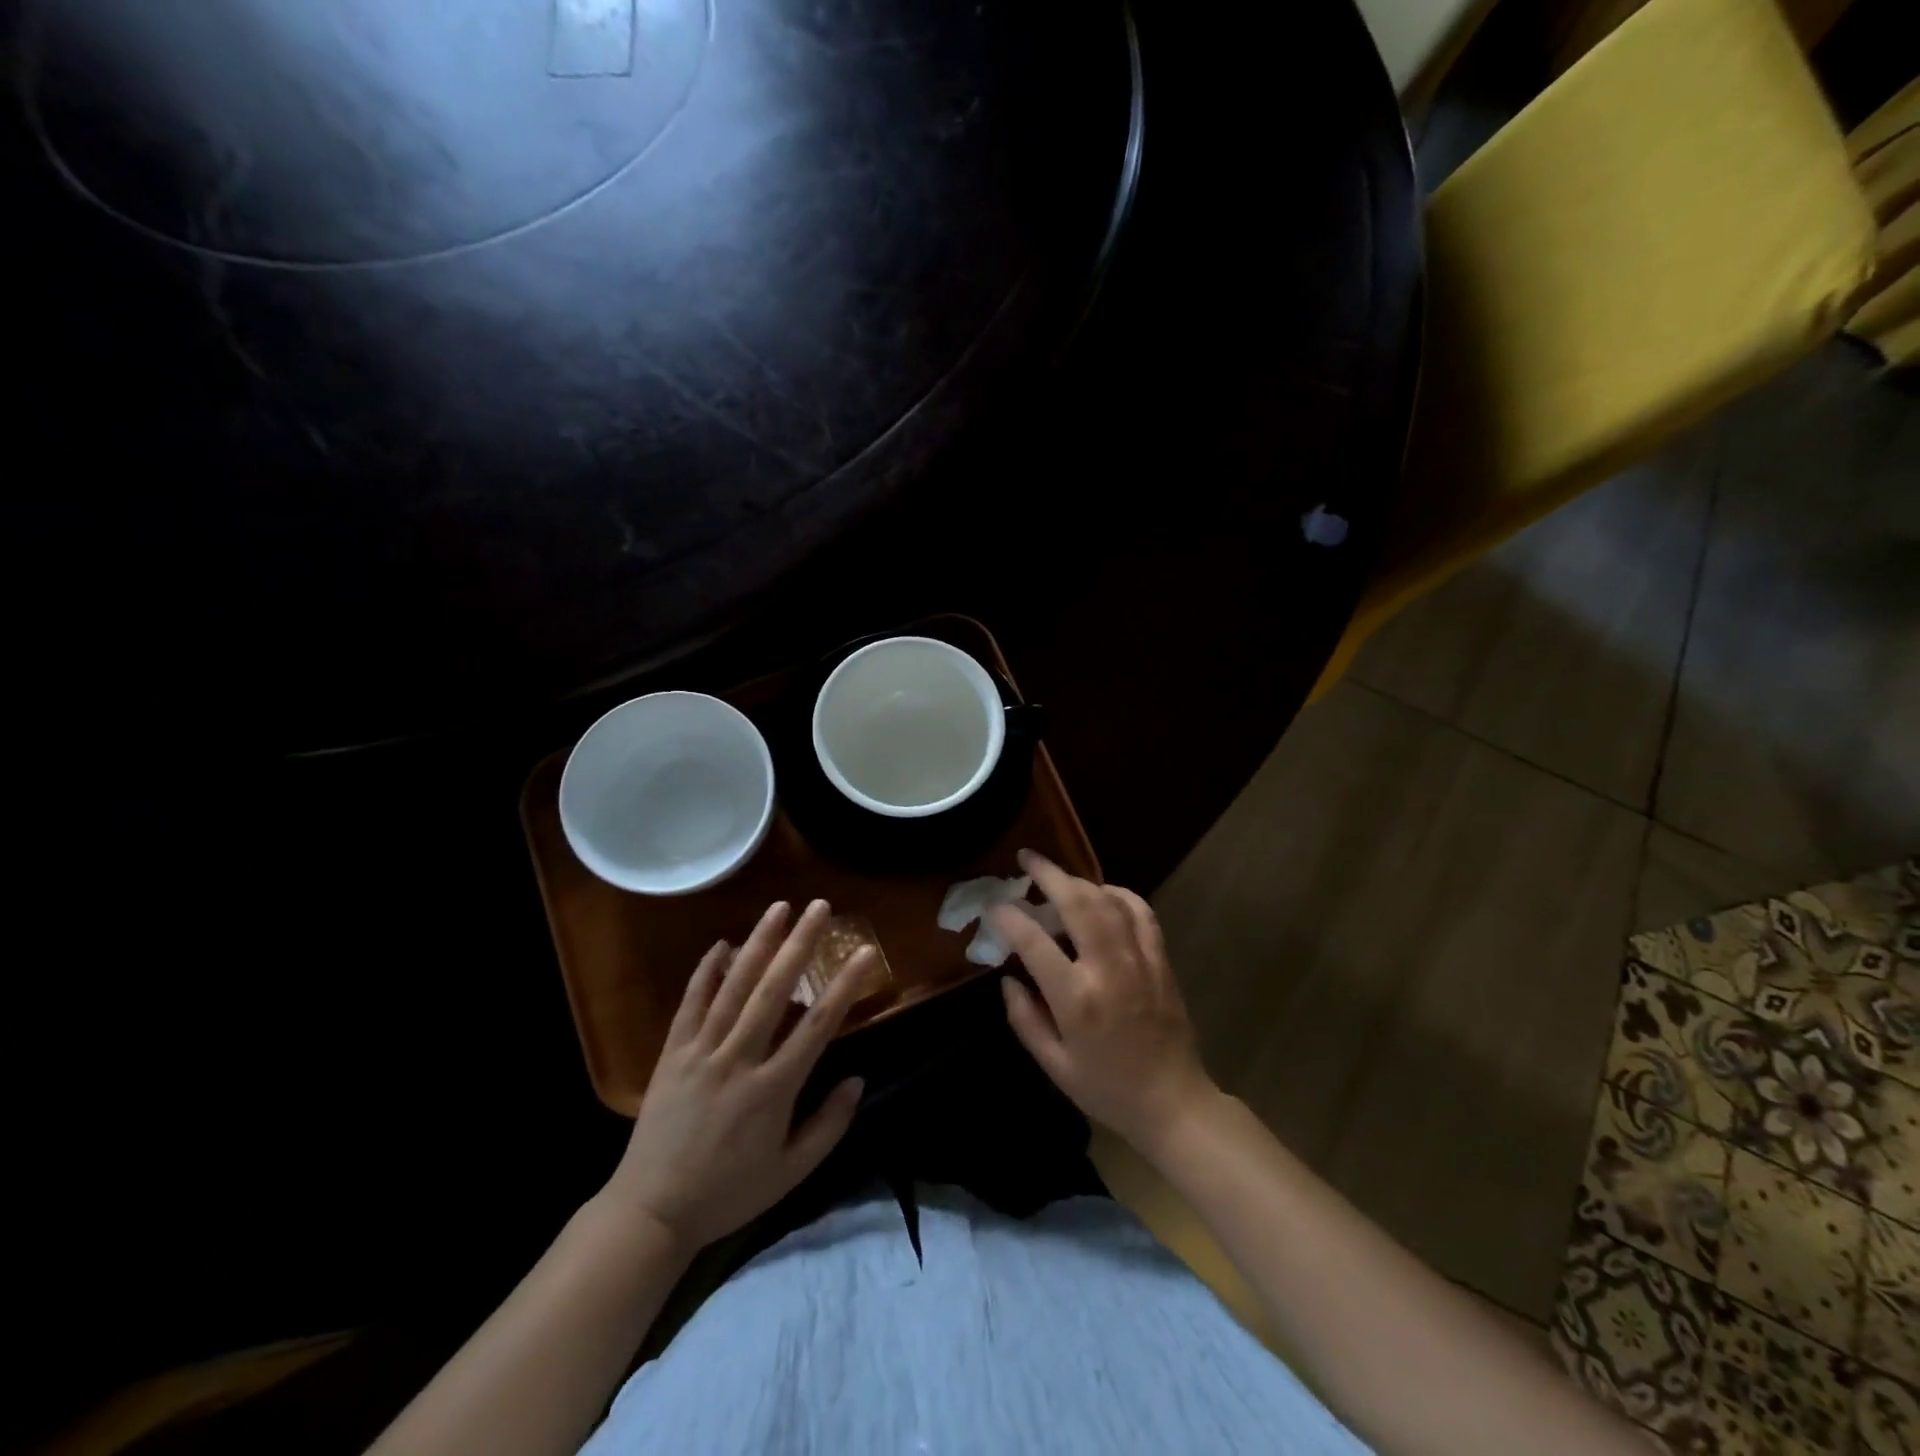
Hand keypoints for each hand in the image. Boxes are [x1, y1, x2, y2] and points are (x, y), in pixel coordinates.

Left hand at [602, 899, 868, 1252]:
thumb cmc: (728, 1192)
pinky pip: (691, 1004)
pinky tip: (722, 943)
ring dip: (758, 943)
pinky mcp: (672, 1054)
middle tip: (820, 907)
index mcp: (772, 1089)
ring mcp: (702, 1052)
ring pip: (734, 987)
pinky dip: (706, 971)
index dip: (845, 985)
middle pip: (775, 991)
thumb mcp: (790, 1172)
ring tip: (779, 907)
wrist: (651, 1211)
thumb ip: (828, 1125)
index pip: (818, 1026)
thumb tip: (858, 1080)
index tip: (865, 951)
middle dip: (800, 944)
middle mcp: (739, 1060)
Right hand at [993, 850, 1216, 1154]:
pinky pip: (1140, 912)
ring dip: (1079, 881)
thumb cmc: (1107, 1089)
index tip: (995, 906)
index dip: (1010, 917)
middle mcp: (1108, 969)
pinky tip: (1103, 893)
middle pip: (1076, 903)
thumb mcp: (1054, 1065)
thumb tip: (1007, 978)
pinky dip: (1119, 894)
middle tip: (1026, 858)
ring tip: (1058, 877)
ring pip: (1108, 900)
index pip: (1034, 942)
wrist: (1174, 1102)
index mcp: (1076, 998)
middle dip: (1048, 874)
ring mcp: (1139, 960)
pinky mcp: (1161, 960)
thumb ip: (1024, 1019)